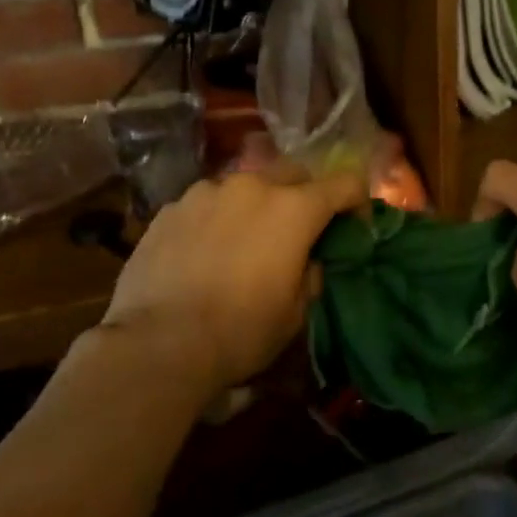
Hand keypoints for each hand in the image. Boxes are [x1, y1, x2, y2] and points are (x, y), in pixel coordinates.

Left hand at [98, 168, 365, 397]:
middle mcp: (252, 187)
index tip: (355, 225)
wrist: (158, 344)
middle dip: (305, 195)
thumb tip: (307, 259)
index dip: (358, 201)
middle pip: (294, 173)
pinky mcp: (169, 209)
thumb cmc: (241, 331)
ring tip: (244, 242)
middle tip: (298, 231)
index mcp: (294, 209)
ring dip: (256, 206)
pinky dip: (216, 219)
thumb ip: (310, 273)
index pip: (345, 183)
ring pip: (245, 186)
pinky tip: (204, 252)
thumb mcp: (296, 311)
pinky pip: (206, 204)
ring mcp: (206, 192)